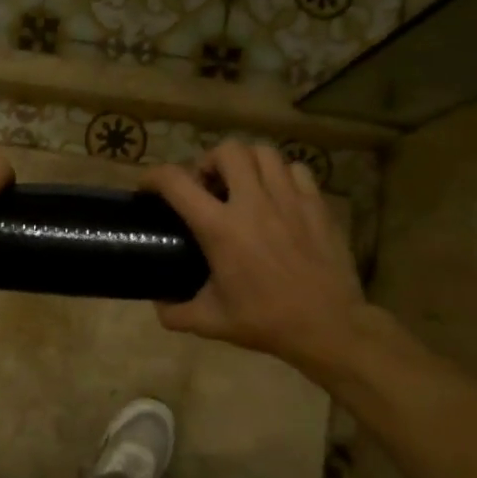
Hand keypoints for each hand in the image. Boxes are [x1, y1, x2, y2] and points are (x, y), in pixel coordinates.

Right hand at [140, 141, 366, 378]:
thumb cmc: (265, 322)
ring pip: (264, 153)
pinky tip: (277, 196)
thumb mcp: (210, 322)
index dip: (153, 177)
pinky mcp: (317, 204)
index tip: (148, 187)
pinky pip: (296, 170)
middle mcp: (253, 203)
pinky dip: (281, 175)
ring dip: (246, 163)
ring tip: (242, 185)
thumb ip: (175, 312)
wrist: (328, 326)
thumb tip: (157, 303)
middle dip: (209, 161)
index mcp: (220, 229)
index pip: (176, 182)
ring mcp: (289, 199)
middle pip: (227, 151)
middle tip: (207, 186)